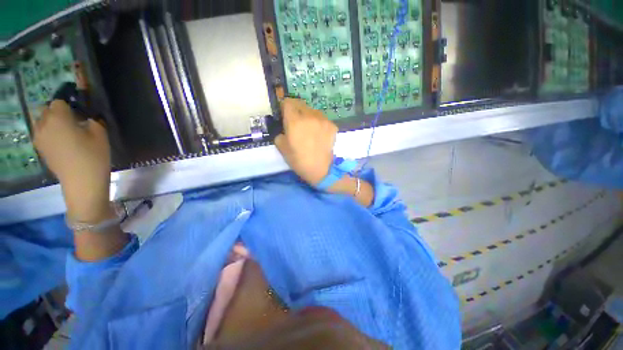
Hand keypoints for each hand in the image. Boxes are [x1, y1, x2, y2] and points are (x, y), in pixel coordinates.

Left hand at [34, 100, 111, 221]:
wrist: (82, 181)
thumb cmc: (93, 156)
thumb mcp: (100, 134)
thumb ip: (92, 120)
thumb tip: (86, 117)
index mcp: (58, 117)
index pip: (59, 102)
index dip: (69, 105)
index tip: (80, 114)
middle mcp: (44, 124)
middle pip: (47, 110)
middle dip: (58, 112)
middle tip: (73, 122)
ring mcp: (39, 137)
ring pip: (41, 121)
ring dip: (51, 122)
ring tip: (66, 132)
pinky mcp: (40, 149)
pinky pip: (41, 133)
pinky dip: (49, 133)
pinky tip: (61, 142)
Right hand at [274, 98, 337, 185]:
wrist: (320, 170)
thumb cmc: (299, 160)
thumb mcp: (281, 147)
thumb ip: (280, 132)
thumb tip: (284, 126)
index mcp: (295, 121)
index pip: (288, 102)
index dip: (285, 107)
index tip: (285, 114)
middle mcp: (310, 116)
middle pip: (300, 104)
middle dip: (296, 110)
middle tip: (296, 122)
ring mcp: (323, 120)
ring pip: (312, 110)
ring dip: (308, 116)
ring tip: (309, 129)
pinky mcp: (332, 125)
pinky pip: (322, 119)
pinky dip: (318, 123)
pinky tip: (318, 134)